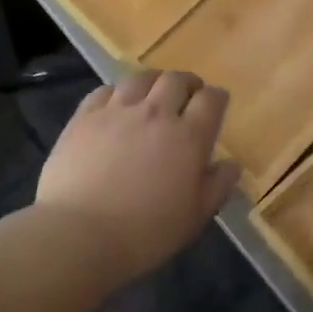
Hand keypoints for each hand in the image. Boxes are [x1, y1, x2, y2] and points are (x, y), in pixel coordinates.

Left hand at [37, 70, 240, 281]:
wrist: (80, 233)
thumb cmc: (145, 233)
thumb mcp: (194, 217)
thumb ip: (217, 186)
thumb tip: (232, 164)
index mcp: (188, 137)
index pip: (211, 100)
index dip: (217, 98)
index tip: (217, 103)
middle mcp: (155, 113)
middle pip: (176, 80)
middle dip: (187, 83)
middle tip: (187, 95)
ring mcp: (117, 111)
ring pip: (140, 78)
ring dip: (153, 81)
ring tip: (153, 92)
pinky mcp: (85, 116)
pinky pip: (105, 90)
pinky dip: (117, 92)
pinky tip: (116, 104)